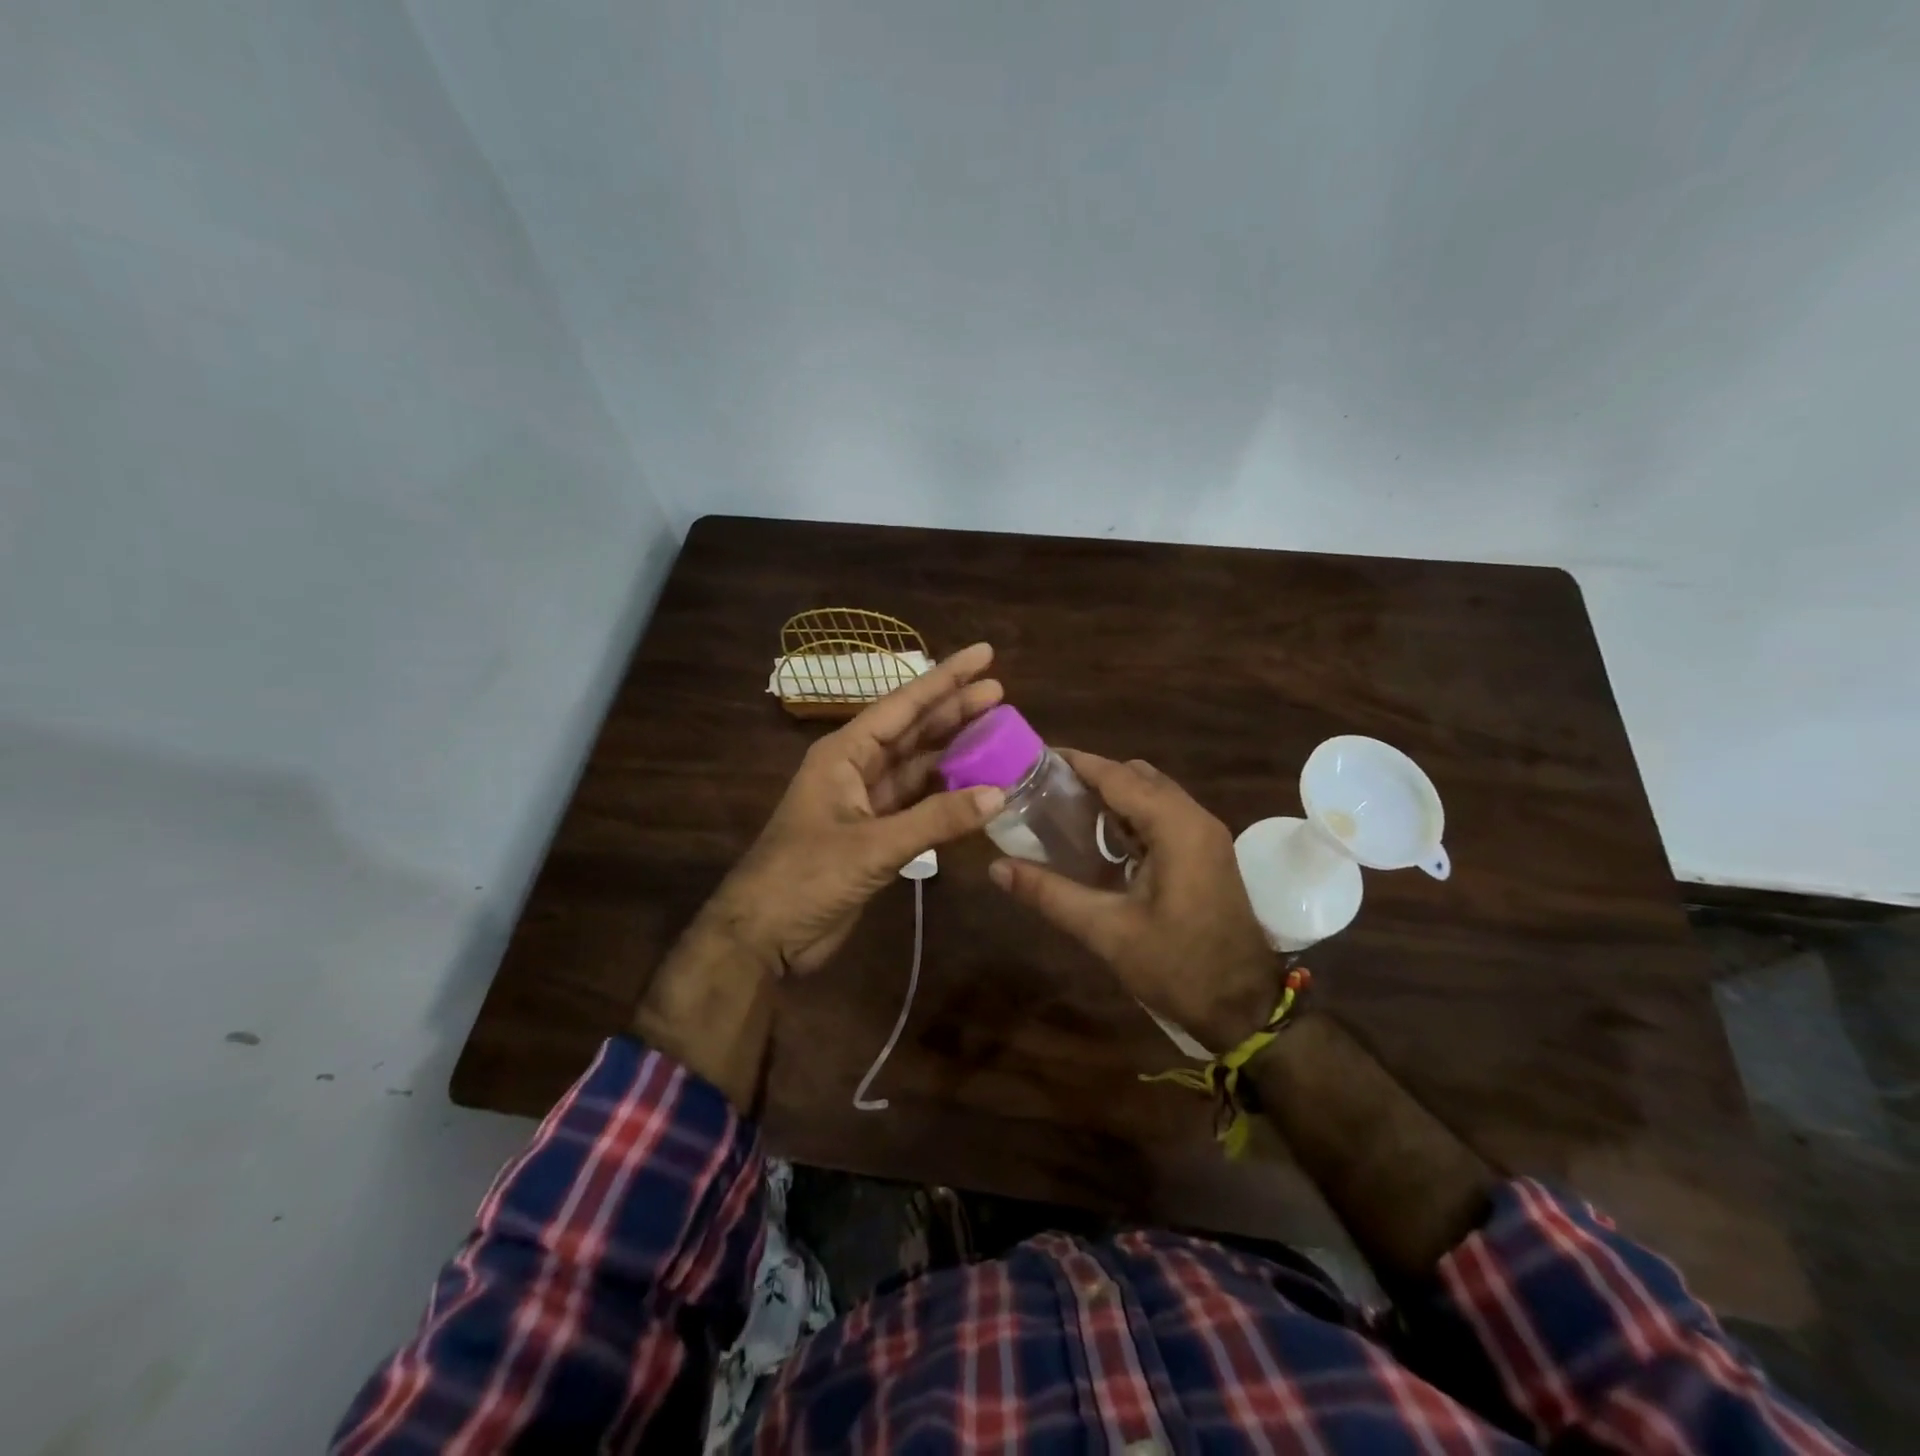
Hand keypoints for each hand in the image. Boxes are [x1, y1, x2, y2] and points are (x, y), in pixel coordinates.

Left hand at [698, 642, 1007, 974]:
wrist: (764, 935)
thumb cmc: (806, 876)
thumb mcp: (872, 845)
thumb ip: (936, 819)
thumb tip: (999, 792)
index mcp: (844, 754)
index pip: (903, 705)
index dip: (945, 679)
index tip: (984, 655)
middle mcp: (856, 769)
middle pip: (913, 732)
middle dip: (954, 711)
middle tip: (1001, 691)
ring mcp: (866, 804)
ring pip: (918, 768)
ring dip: (954, 754)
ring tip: (998, 735)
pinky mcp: (874, 836)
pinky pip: (918, 805)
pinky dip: (946, 798)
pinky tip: (978, 790)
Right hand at [988, 751, 1278, 1049]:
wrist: (1245, 1008)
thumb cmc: (1178, 966)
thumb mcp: (1107, 931)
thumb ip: (1050, 894)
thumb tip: (997, 868)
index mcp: (1176, 827)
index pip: (1118, 776)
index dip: (1076, 763)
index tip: (1034, 758)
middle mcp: (1195, 819)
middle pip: (1137, 776)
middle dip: (1092, 776)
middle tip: (1045, 790)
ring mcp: (1206, 836)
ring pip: (1153, 794)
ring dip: (1113, 795)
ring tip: (1064, 809)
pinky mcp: (1207, 854)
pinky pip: (1164, 815)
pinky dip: (1131, 815)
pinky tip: (1100, 839)